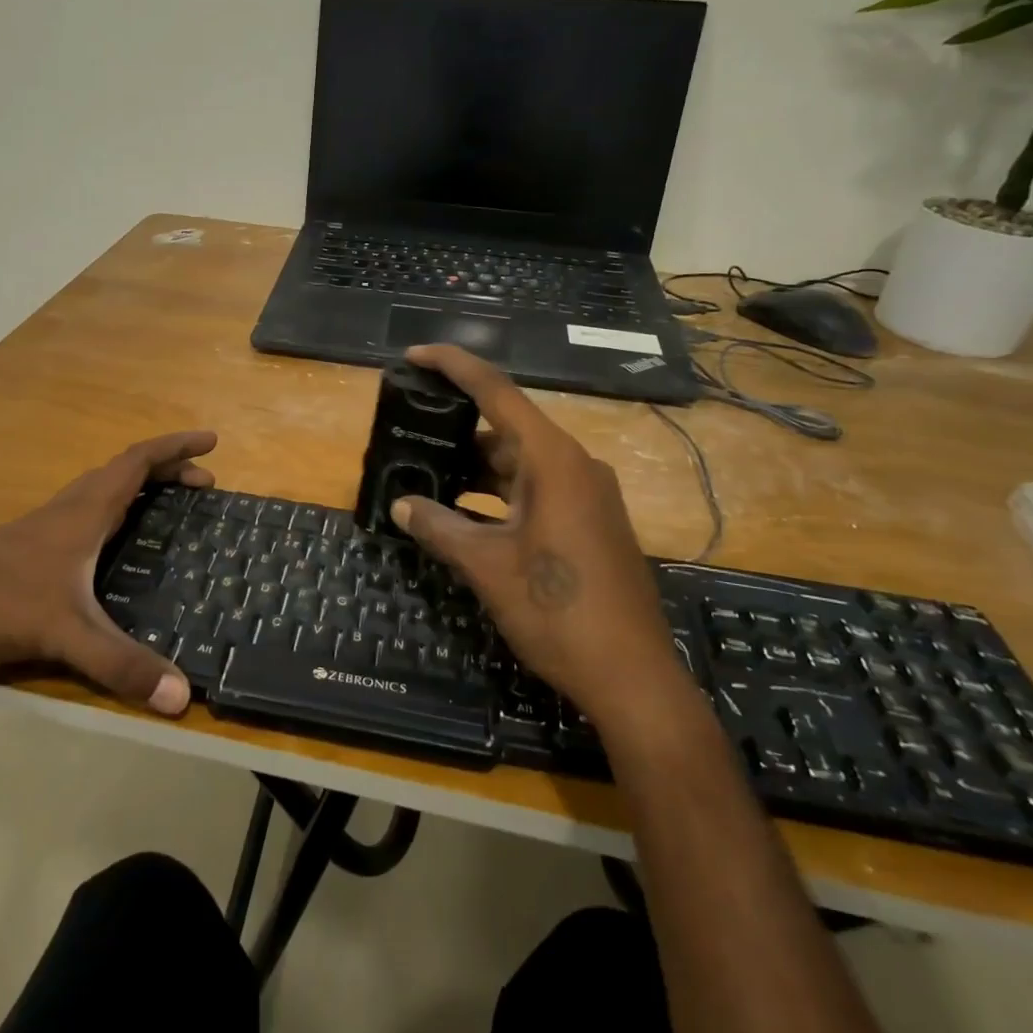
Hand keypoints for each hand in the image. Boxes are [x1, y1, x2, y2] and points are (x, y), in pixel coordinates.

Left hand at [0, 431, 217, 714]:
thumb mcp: (61, 634)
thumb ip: (119, 664)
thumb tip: (184, 698)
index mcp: (81, 514)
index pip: (137, 463)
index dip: (176, 447)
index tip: (212, 440)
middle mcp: (64, 512)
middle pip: (122, 472)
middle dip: (167, 469)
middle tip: (202, 483)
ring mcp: (39, 530)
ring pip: (99, 491)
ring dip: (138, 487)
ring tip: (165, 505)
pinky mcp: (22, 551)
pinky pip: (82, 514)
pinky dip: (112, 512)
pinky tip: (108, 548)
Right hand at [387, 345, 669, 719]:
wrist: (633, 677)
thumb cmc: (558, 611)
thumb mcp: (487, 566)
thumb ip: (439, 527)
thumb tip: (400, 505)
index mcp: (553, 460)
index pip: (496, 392)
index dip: (453, 367)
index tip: (415, 355)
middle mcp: (574, 466)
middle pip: (506, 427)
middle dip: (456, 428)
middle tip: (410, 428)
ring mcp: (586, 495)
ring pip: (519, 463)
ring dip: (475, 467)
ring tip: (426, 472)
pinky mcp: (589, 523)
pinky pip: (535, 490)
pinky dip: (497, 493)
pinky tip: (463, 511)